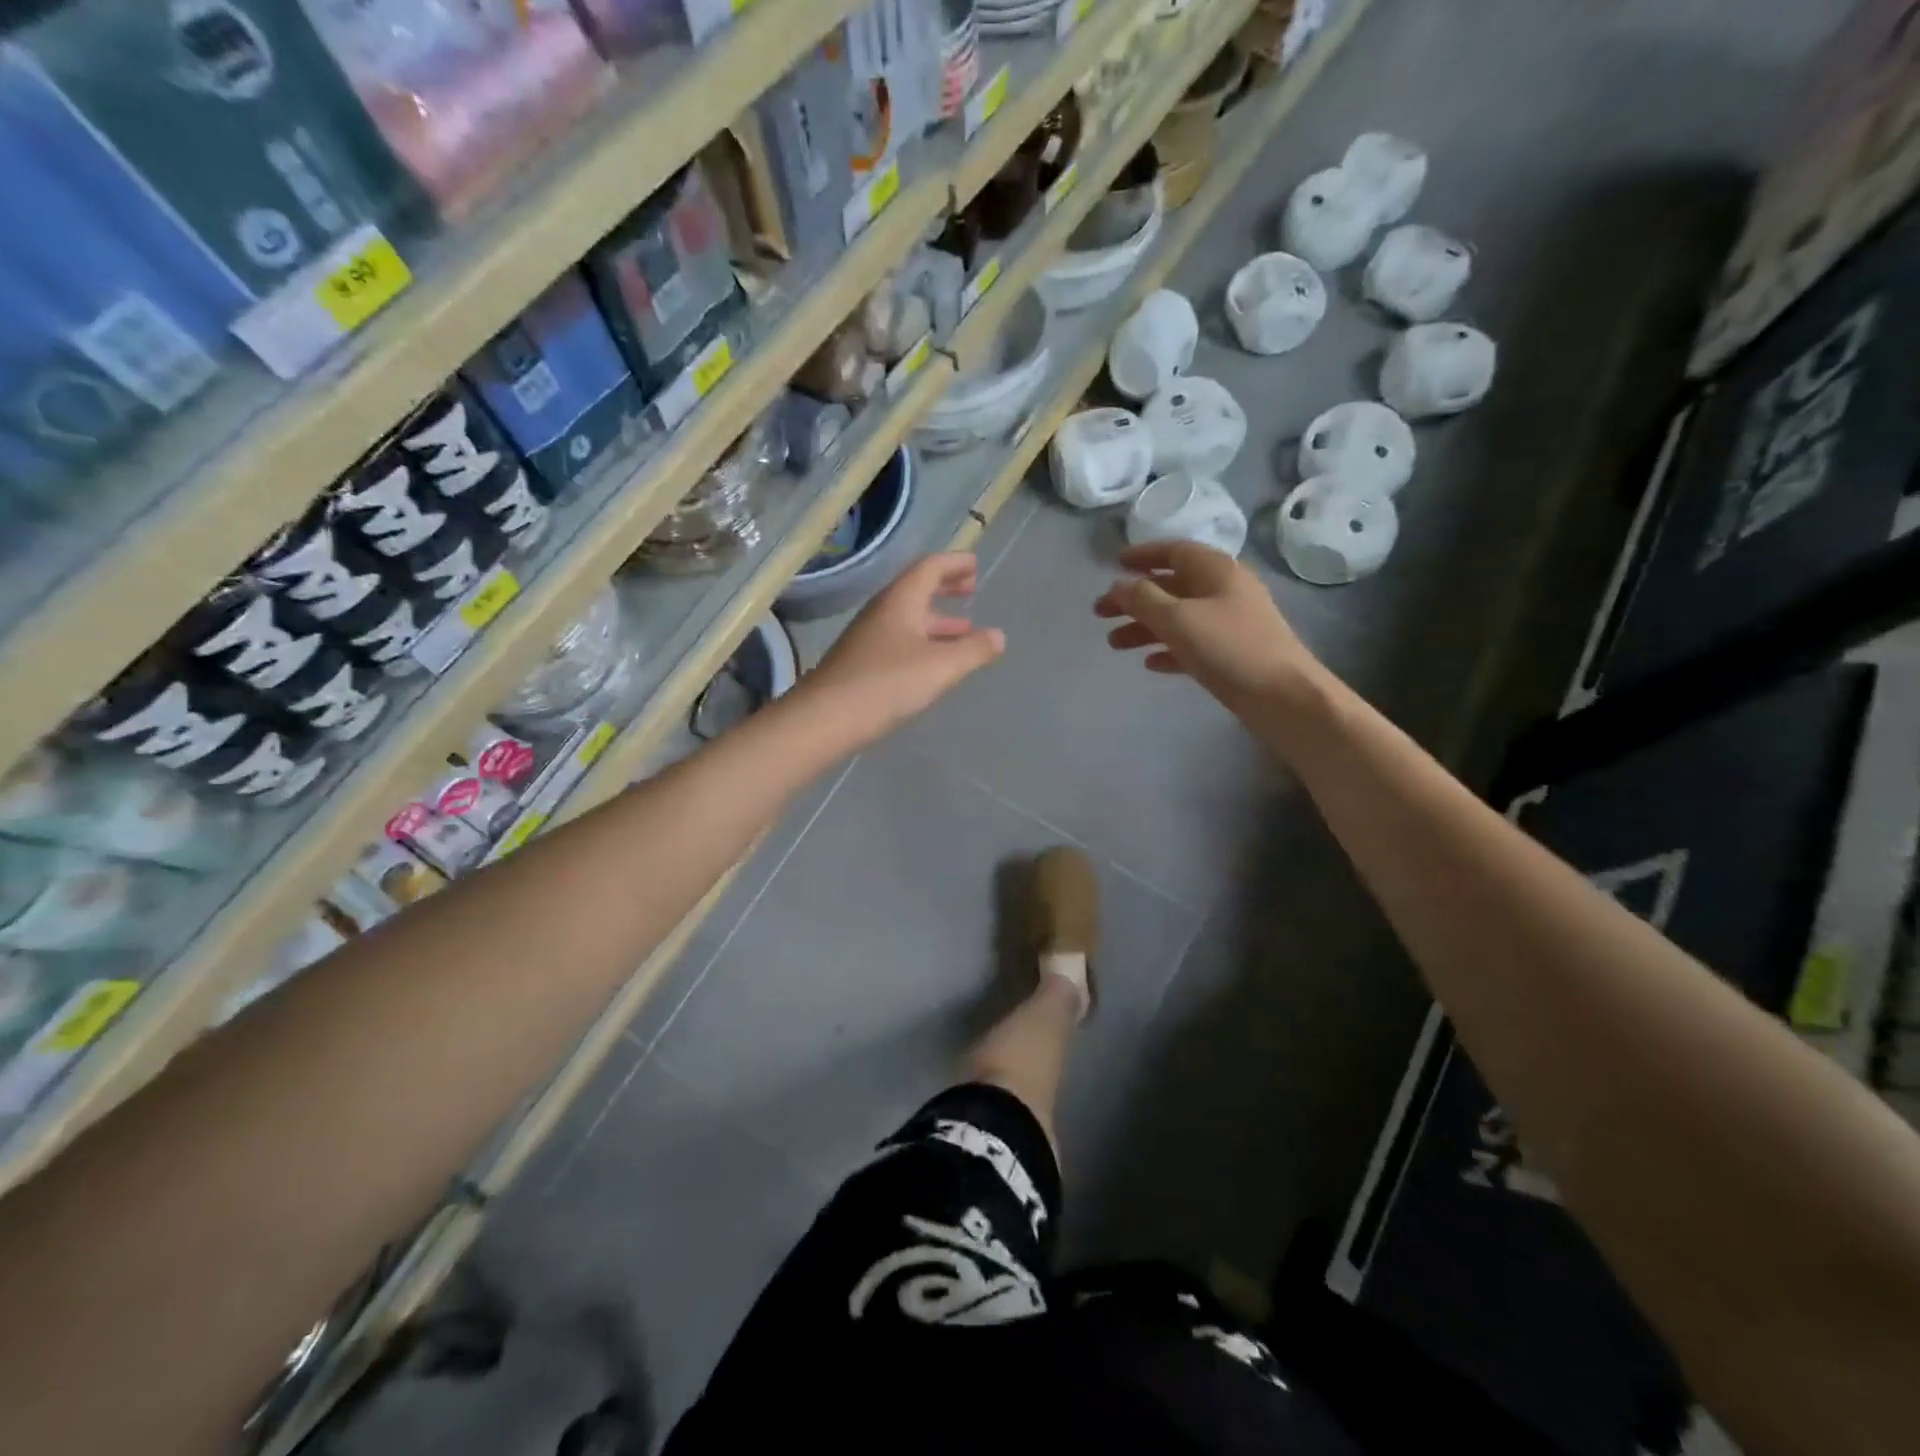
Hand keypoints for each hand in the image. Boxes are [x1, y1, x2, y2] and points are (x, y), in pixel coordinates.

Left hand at [804, 553, 1005, 742]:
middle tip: (970, 589)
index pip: (930, 567)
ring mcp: (869, 638)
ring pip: (909, 618)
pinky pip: (900, 640)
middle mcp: (883, 612)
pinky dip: (924, 642)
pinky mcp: (863, 663)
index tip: (975, 565)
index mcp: (901, 600)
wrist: (826, 718)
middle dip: (945, 587)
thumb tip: (998, 636)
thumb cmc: (887, 684)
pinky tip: (934, 663)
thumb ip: (974, 650)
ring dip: (937, 620)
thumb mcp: (941, 667)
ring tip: (964, 631)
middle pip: (917, 589)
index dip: (954, 563)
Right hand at [1095, 542, 1322, 715]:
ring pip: (1179, 617)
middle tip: (1100, 613)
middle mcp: (1225, 590)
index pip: (1174, 551)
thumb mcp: (1178, 619)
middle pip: (1171, 586)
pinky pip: (1192, 644)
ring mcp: (1230, 623)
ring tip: (1114, 644)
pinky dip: (1169, 649)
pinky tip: (1150, 663)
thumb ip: (1142, 599)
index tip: (1114, 564)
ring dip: (1145, 627)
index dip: (1142, 555)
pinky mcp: (1232, 653)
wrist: (1283, 696)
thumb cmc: (1228, 648)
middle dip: (1135, 599)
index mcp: (1216, 570)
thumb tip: (1118, 585)